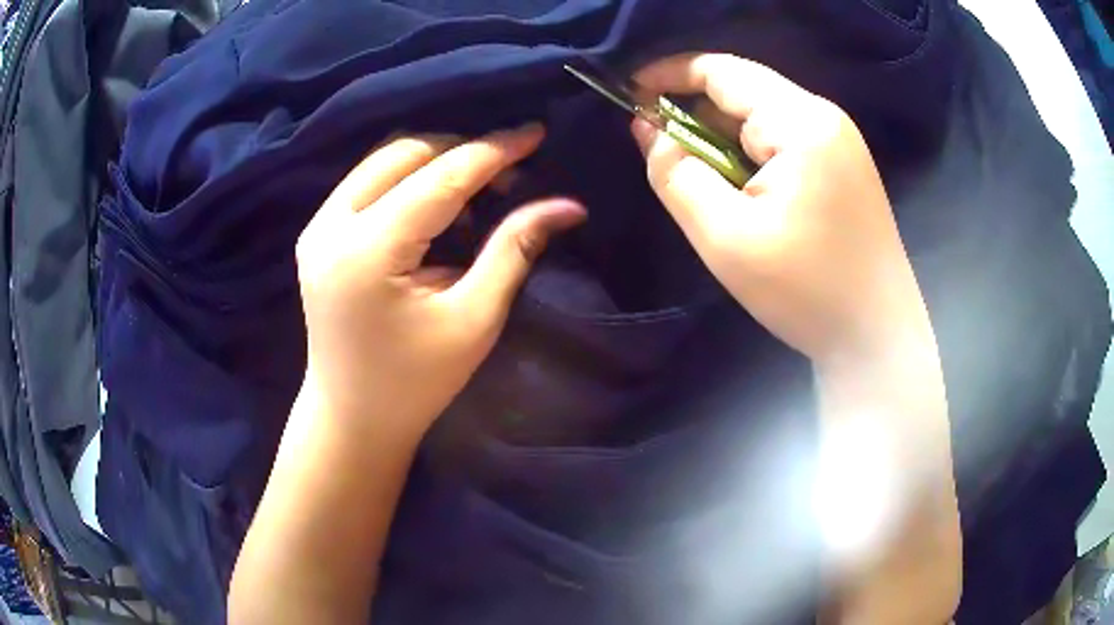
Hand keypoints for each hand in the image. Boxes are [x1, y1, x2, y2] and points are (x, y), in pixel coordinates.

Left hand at [295, 125, 584, 435]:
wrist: (352, 416)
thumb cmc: (415, 383)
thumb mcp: (472, 320)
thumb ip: (514, 250)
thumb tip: (566, 206)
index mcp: (368, 252)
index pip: (440, 177)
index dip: (493, 151)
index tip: (535, 133)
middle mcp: (331, 226)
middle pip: (405, 153)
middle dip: (462, 151)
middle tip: (509, 175)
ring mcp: (317, 227)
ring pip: (382, 160)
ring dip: (435, 160)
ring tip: (477, 190)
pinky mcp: (316, 234)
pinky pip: (367, 180)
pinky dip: (407, 177)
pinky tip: (436, 203)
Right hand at [631, 54, 932, 367]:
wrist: (877, 337)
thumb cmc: (806, 291)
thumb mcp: (725, 237)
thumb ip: (675, 174)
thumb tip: (646, 127)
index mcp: (801, 122)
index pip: (722, 71)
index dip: (668, 74)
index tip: (629, 94)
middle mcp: (824, 117)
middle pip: (743, 92)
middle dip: (697, 118)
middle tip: (669, 162)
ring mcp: (839, 140)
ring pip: (762, 119)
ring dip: (725, 143)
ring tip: (713, 191)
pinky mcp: (844, 164)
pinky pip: (783, 141)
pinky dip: (752, 158)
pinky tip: (748, 197)